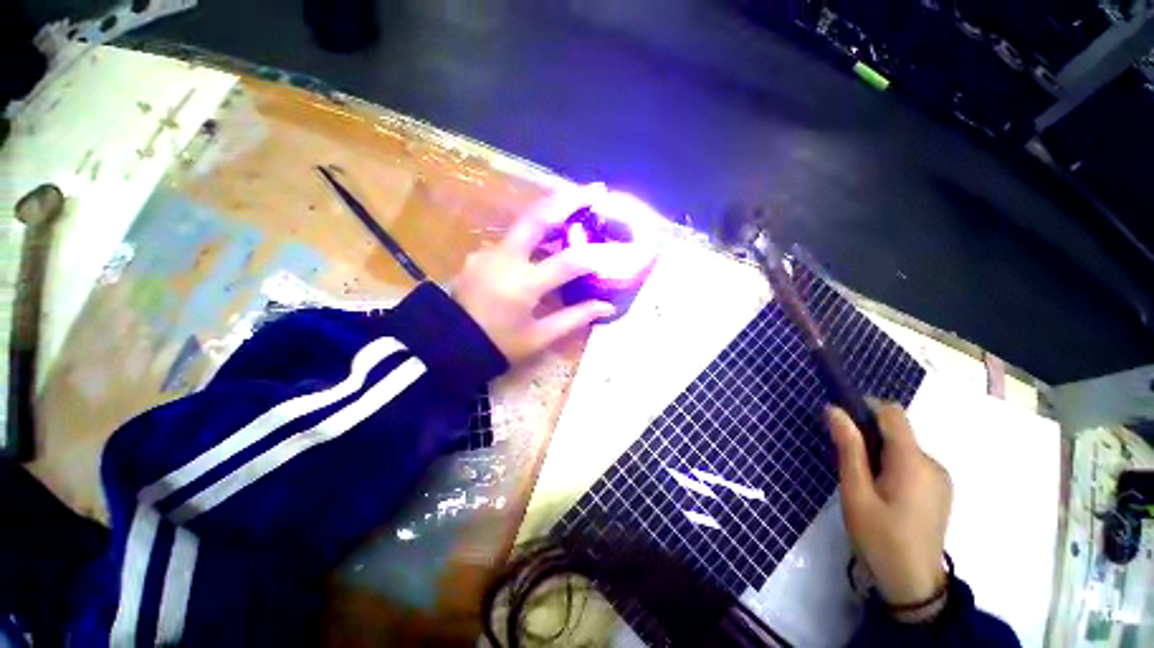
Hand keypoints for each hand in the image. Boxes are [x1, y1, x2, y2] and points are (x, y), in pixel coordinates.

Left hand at [453, 185, 631, 365]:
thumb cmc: (498, 345)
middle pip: (539, 218)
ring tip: (577, 205)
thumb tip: (607, 306)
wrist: (449, 344)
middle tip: (596, 190)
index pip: (567, 262)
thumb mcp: (539, 337)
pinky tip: (549, 238)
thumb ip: (574, 318)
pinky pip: (514, 238)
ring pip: (525, 222)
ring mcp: (489, 252)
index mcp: (522, 285)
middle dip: (569, 199)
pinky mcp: (482, 253)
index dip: (595, 255)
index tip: (616, 248)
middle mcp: (505, 259)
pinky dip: (536, 233)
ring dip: (552, 211)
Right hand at [827, 402, 951, 608]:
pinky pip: (912, 464)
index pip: (892, 413)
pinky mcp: (940, 491)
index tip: (841, 421)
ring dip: (879, 454)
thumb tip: (834, 410)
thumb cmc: (880, 537)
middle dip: (868, 437)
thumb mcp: (855, 492)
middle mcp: (932, 463)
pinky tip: (882, 494)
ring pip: (902, 448)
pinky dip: (892, 466)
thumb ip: (849, 448)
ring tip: (863, 484)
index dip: (865, 408)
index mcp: (913, 461)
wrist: (913, 585)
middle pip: (896, 432)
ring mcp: (940, 478)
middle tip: (847, 465)